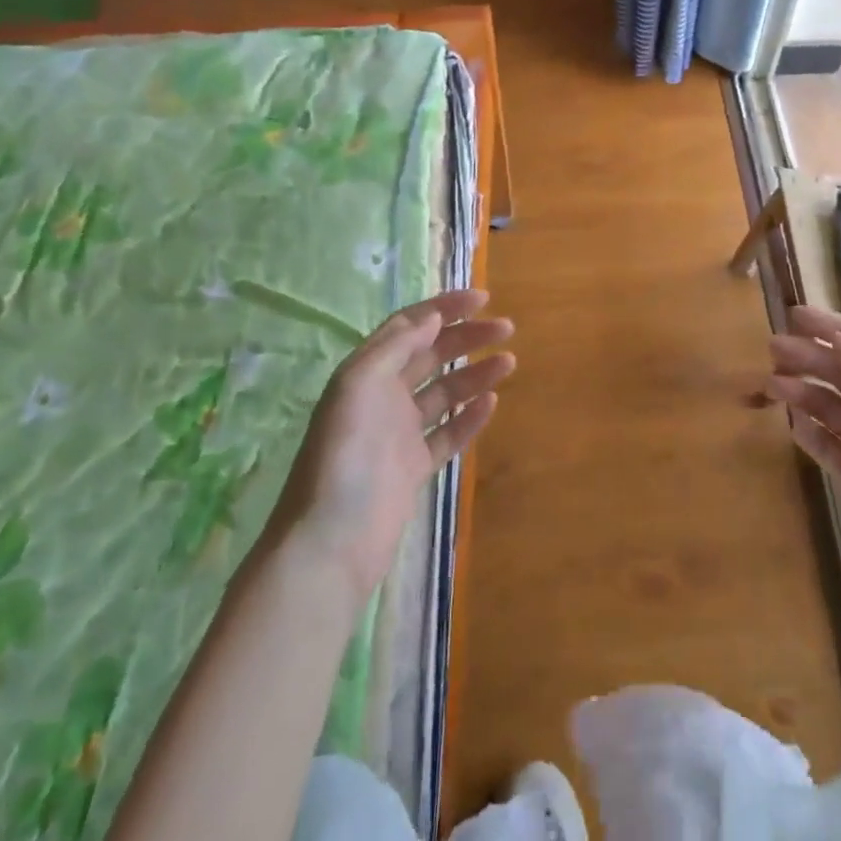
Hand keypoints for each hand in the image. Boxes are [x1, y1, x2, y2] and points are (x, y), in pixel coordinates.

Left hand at [266, 289, 513, 604]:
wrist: (332, 541)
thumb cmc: (344, 453)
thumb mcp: (360, 384)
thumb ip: (396, 347)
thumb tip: (433, 316)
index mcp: (367, 371)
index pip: (410, 326)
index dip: (445, 308)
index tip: (483, 299)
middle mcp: (383, 396)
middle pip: (432, 354)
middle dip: (468, 337)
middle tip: (506, 329)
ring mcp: (399, 433)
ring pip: (445, 392)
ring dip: (476, 374)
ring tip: (509, 362)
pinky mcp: (414, 467)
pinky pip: (447, 433)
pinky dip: (469, 416)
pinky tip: (491, 402)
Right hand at [768, 306, 840, 600]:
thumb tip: (837, 338)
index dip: (833, 327)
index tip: (795, 314)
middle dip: (810, 356)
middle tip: (773, 347)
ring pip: (829, 405)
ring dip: (802, 390)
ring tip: (772, 384)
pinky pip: (825, 443)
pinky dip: (807, 429)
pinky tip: (791, 421)